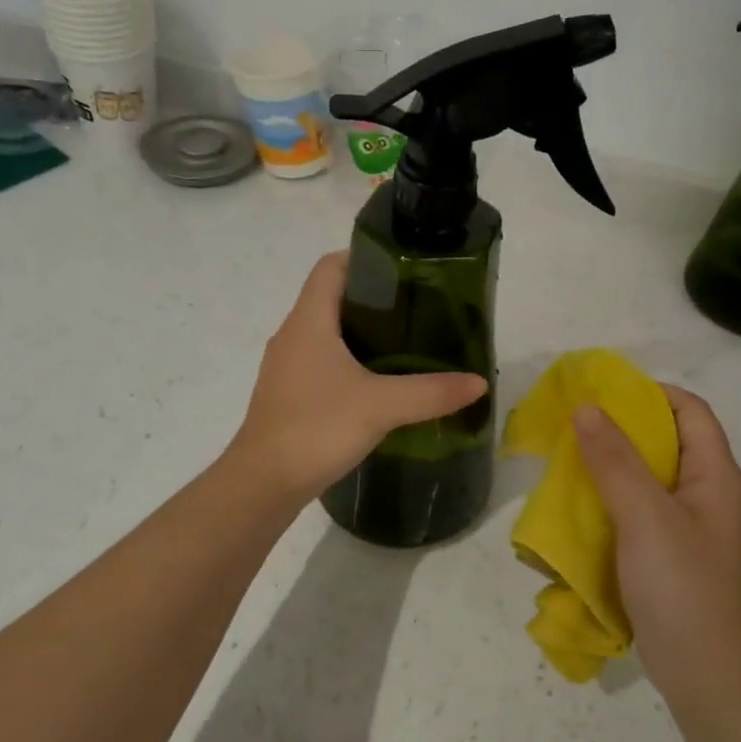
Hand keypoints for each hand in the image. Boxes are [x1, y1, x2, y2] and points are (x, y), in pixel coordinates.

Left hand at [229, 252, 487, 499]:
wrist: (262, 483)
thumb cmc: (316, 428)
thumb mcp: (381, 407)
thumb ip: (431, 392)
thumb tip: (478, 383)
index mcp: (308, 320)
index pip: (331, 266)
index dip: (364, 258)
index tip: (404, 269)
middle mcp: (292, 335)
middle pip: (331, 297)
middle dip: (373, 298)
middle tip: (417, 308)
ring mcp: (286, 366)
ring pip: (325, 332)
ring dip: (360, 332)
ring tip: (405, 342)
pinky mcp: (287, 394)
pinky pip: (320, 361)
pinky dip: (348, 361)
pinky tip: (377, 384)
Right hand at [573, 385, 740, 714]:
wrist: (702, 673)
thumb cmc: (680, 585)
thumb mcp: (644, 515)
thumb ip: (615, 459)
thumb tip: (586, 407)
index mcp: (716, 475)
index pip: (690, 410)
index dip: (650, 393)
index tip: (603, 394)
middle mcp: (707, 493)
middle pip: (668, 440)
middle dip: (622, 428)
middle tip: (576, 426)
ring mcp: (689, 526)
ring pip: (649, 475)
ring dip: (612, 464)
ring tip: (571, 461)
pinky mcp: (669, 552)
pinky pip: (639, 509)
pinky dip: (612, 498)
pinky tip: (581, 506)